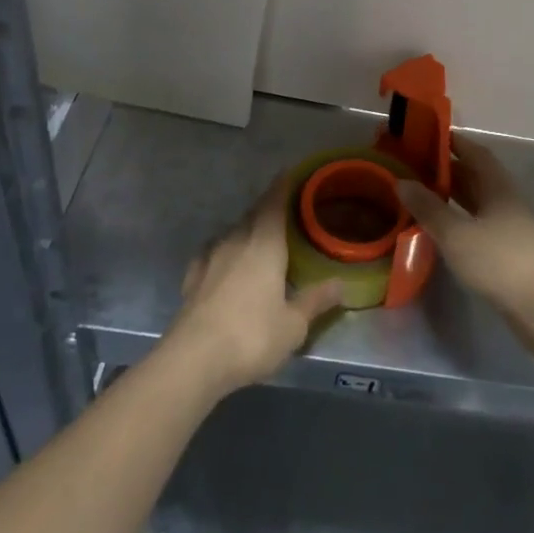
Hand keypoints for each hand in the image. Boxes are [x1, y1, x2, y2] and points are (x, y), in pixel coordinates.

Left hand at [161, 175, 344, 396]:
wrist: (192, 360)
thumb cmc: (251, 336)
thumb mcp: (294, 325)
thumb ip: (316, 301)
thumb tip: (341, 284)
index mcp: (265, 244)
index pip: (274, 203)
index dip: (283, 186)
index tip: (290, 172)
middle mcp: (236, 241)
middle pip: (253, 214)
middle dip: (267, 208)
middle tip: (283, 210)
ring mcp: (210, 258)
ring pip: (232, 232)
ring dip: (246, 230)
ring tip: (258, 238)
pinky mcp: (192, 278)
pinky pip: (212, 253)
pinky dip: (223, 252)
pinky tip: (223, 262)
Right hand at [397, 132, 533, 324]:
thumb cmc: (499, 261)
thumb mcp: (456, 234)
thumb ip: (428, 208)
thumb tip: (401, 182)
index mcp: (498, 186)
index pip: (475, 152)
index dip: (453, 142)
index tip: (426, 137)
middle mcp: (506, 199)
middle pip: (475, 175)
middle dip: (447, 169)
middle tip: (415, 167)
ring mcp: (511, 225)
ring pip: (477, 201)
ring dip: (453, 195)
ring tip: (422, 194)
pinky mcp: (509, 249)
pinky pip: (479, 222)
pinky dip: (460, 218)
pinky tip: (443, 228)